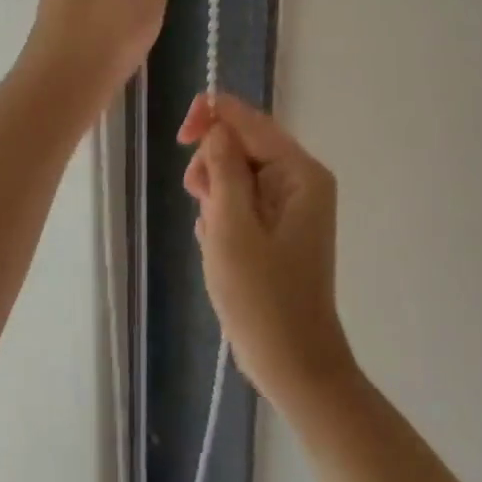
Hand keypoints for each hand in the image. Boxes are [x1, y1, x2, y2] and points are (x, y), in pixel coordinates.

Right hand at [179, 93, 353, 408]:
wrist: (292, 363)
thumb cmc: (262, 296)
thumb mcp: (232, 225)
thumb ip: (223, 167)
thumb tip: (216, 126)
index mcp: (300, 173)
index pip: (250, 120)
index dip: (212, 117)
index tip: (180, 139)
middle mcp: (301, 180)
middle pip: (243, 143)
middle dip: (212, 165)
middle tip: (198, 200)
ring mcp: (291, 206)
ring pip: (237, 172)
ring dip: (214, 193)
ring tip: (209, 231)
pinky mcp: (278, 228)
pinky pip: (241, 200)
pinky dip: (222, 215)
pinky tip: (218, 244)